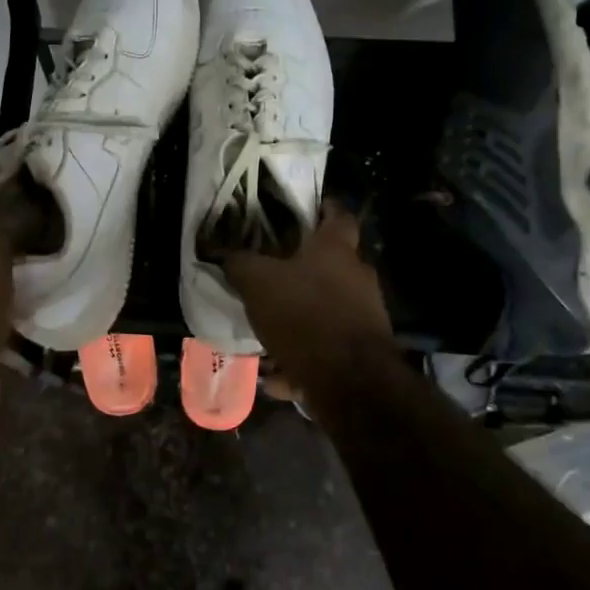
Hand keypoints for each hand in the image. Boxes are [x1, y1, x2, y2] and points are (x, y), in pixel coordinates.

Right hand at [225, 207, 392, 389]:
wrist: (350, 380)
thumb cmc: (304, 314)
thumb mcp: (257, 282)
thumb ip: (240, 264)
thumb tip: (225, 254)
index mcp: (336, 249)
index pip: (338, 215)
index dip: (323, 209)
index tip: (305, 210)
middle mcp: (357, 276)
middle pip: (331, 265)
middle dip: (302, 271)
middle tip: (270, 276)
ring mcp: (364, 315)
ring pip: (325, 310)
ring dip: (298, 319)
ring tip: (265, 332)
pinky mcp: (361, 352)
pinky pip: (324, 349)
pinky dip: (300, 360)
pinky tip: (275, 375)